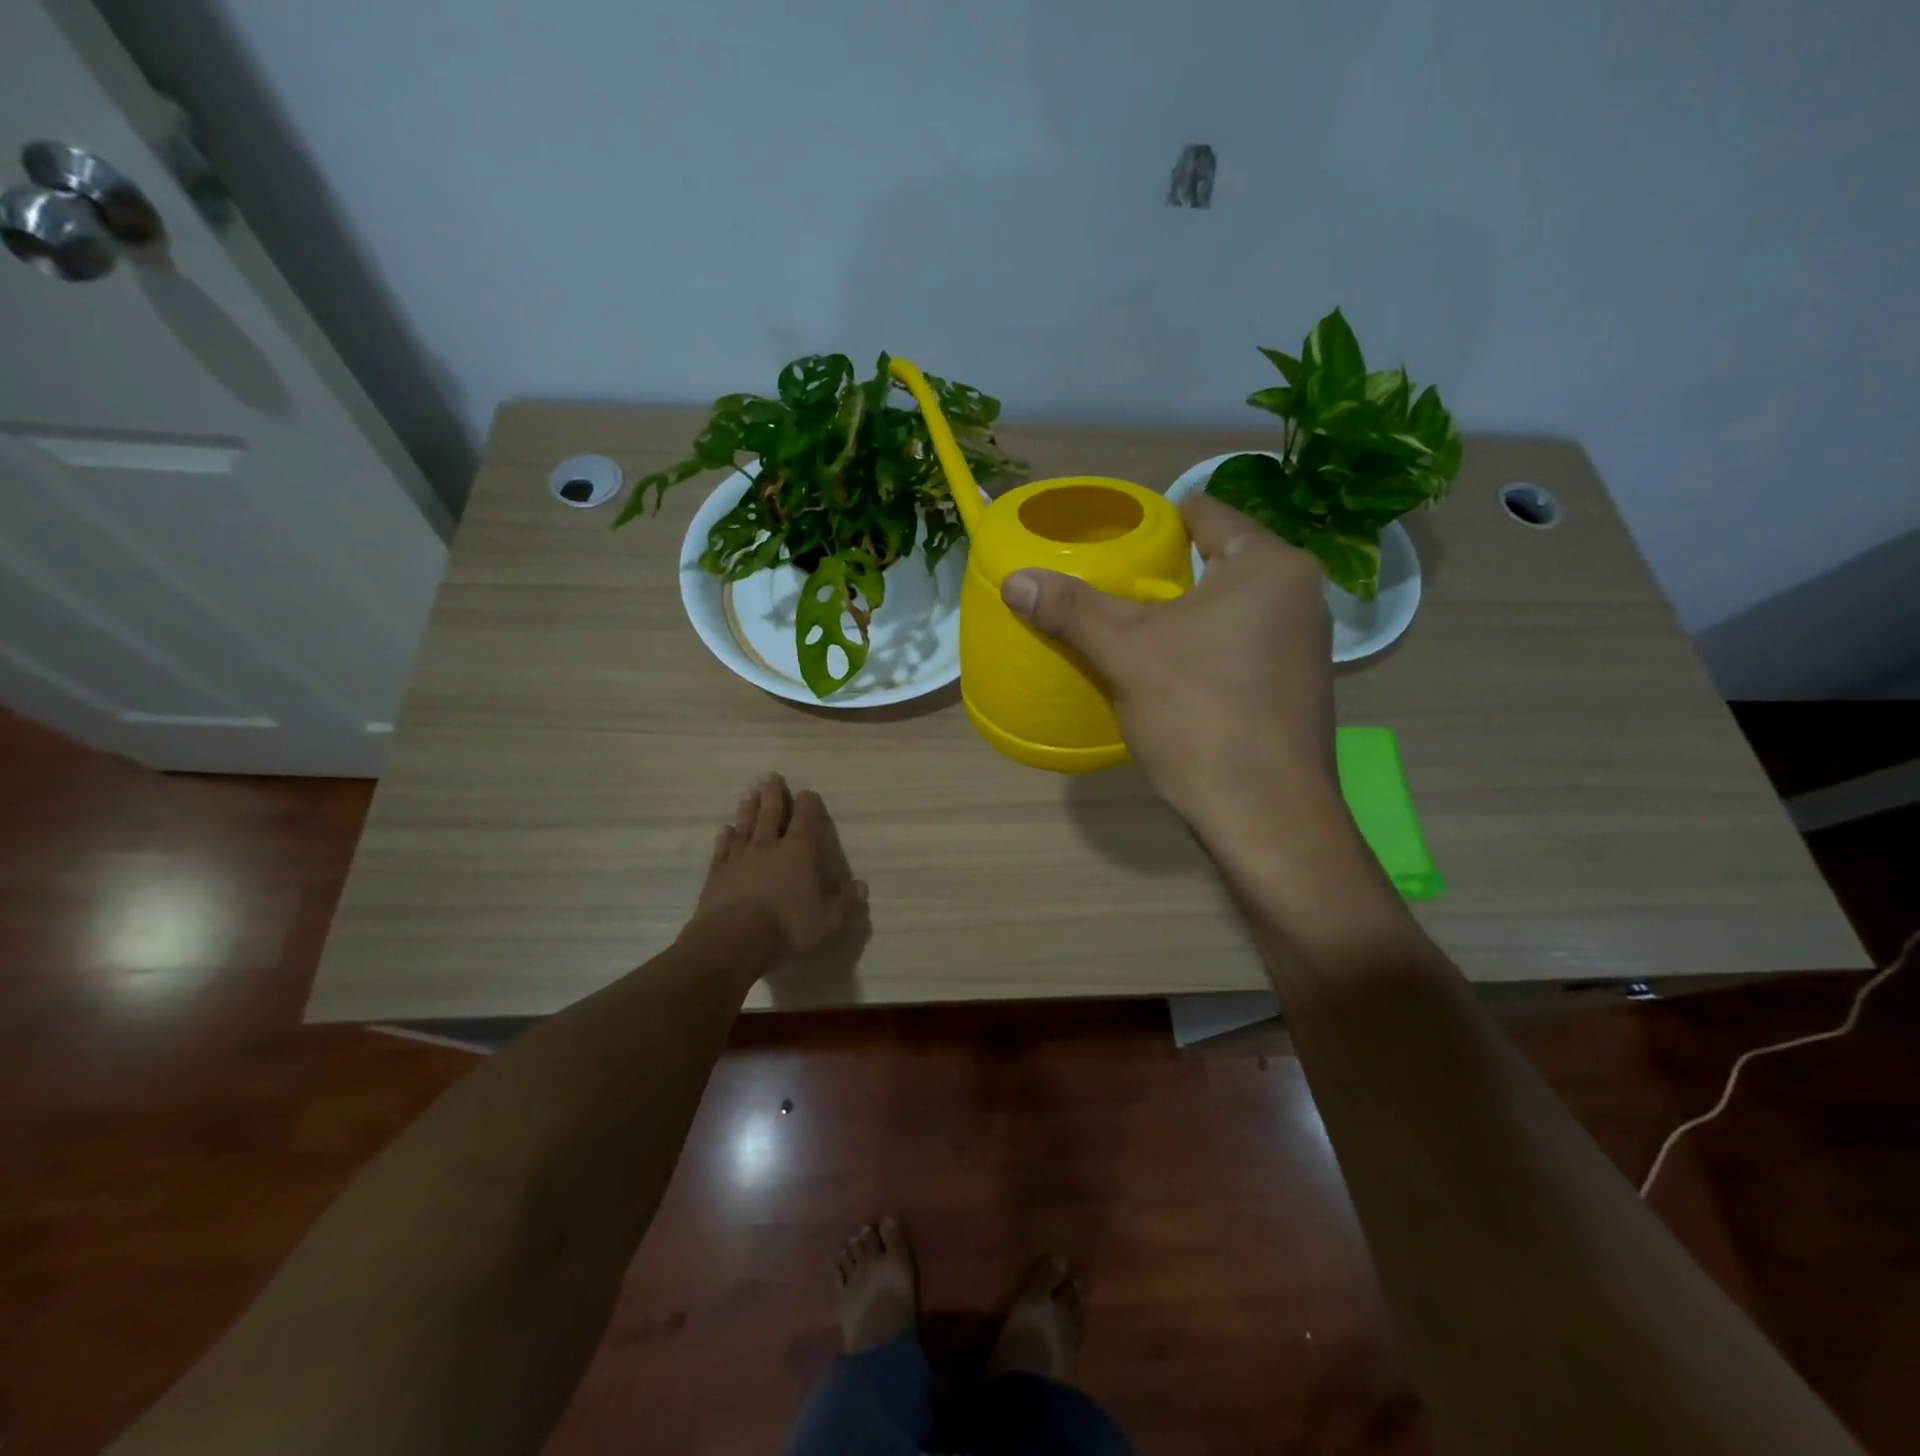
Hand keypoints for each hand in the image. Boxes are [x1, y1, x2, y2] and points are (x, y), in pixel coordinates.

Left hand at [691, 773, 866, 958]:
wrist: (733, 940)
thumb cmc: (787, 926)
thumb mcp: (828, 920)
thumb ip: (846, 902)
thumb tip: (862, 886)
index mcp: (798, 852)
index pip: (805, 820)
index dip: (808, 804)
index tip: (807, 792)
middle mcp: (768, 847)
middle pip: (770, 814)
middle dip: (773, 795)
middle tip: (770, 776)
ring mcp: (739, 859)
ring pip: (745, 826)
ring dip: (748, 809)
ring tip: (749, 794)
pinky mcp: (717, 875)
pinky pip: (722, 850)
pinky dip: (724, 839)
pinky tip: (725, 831)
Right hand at [1000, 494, 1337, 836]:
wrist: (1265, 815)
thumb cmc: (1200, 715)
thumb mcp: (1126, 654)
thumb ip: (1072, 610)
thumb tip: (1014, 580)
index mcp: (1270, 565)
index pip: (1203, 514)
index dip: (1152, 523)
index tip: (1110, 542)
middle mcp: (1298, 594)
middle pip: (1213, 562)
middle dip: (1160, 576)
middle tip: (1107, 590)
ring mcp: (1302, 644)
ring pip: (1225, 609)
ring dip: (1179, 616)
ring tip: (1128, 631)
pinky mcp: (1292, 686)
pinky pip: (1236, 646)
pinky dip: (1201, 649)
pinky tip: (1167, 675)